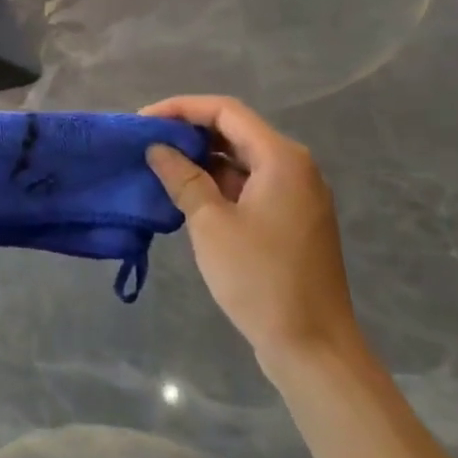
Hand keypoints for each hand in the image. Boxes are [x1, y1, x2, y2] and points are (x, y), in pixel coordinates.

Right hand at [142, 96, 359, 375]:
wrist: (314, 349)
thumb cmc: (260, 279)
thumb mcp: (211, 224)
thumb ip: (182, 178)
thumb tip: (157, 148)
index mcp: (281, 158)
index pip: (225, 111)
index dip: (181, 108)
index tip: (144, 121)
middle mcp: (294, 166)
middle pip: (235, 131)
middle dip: (189, 132)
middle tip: (147, 142)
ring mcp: (297, 194)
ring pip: (242, 159)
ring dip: (202, 159)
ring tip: (160, 166)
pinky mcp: (292, 219)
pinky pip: (251, 184)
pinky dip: (219, 183)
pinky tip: (188, 194)